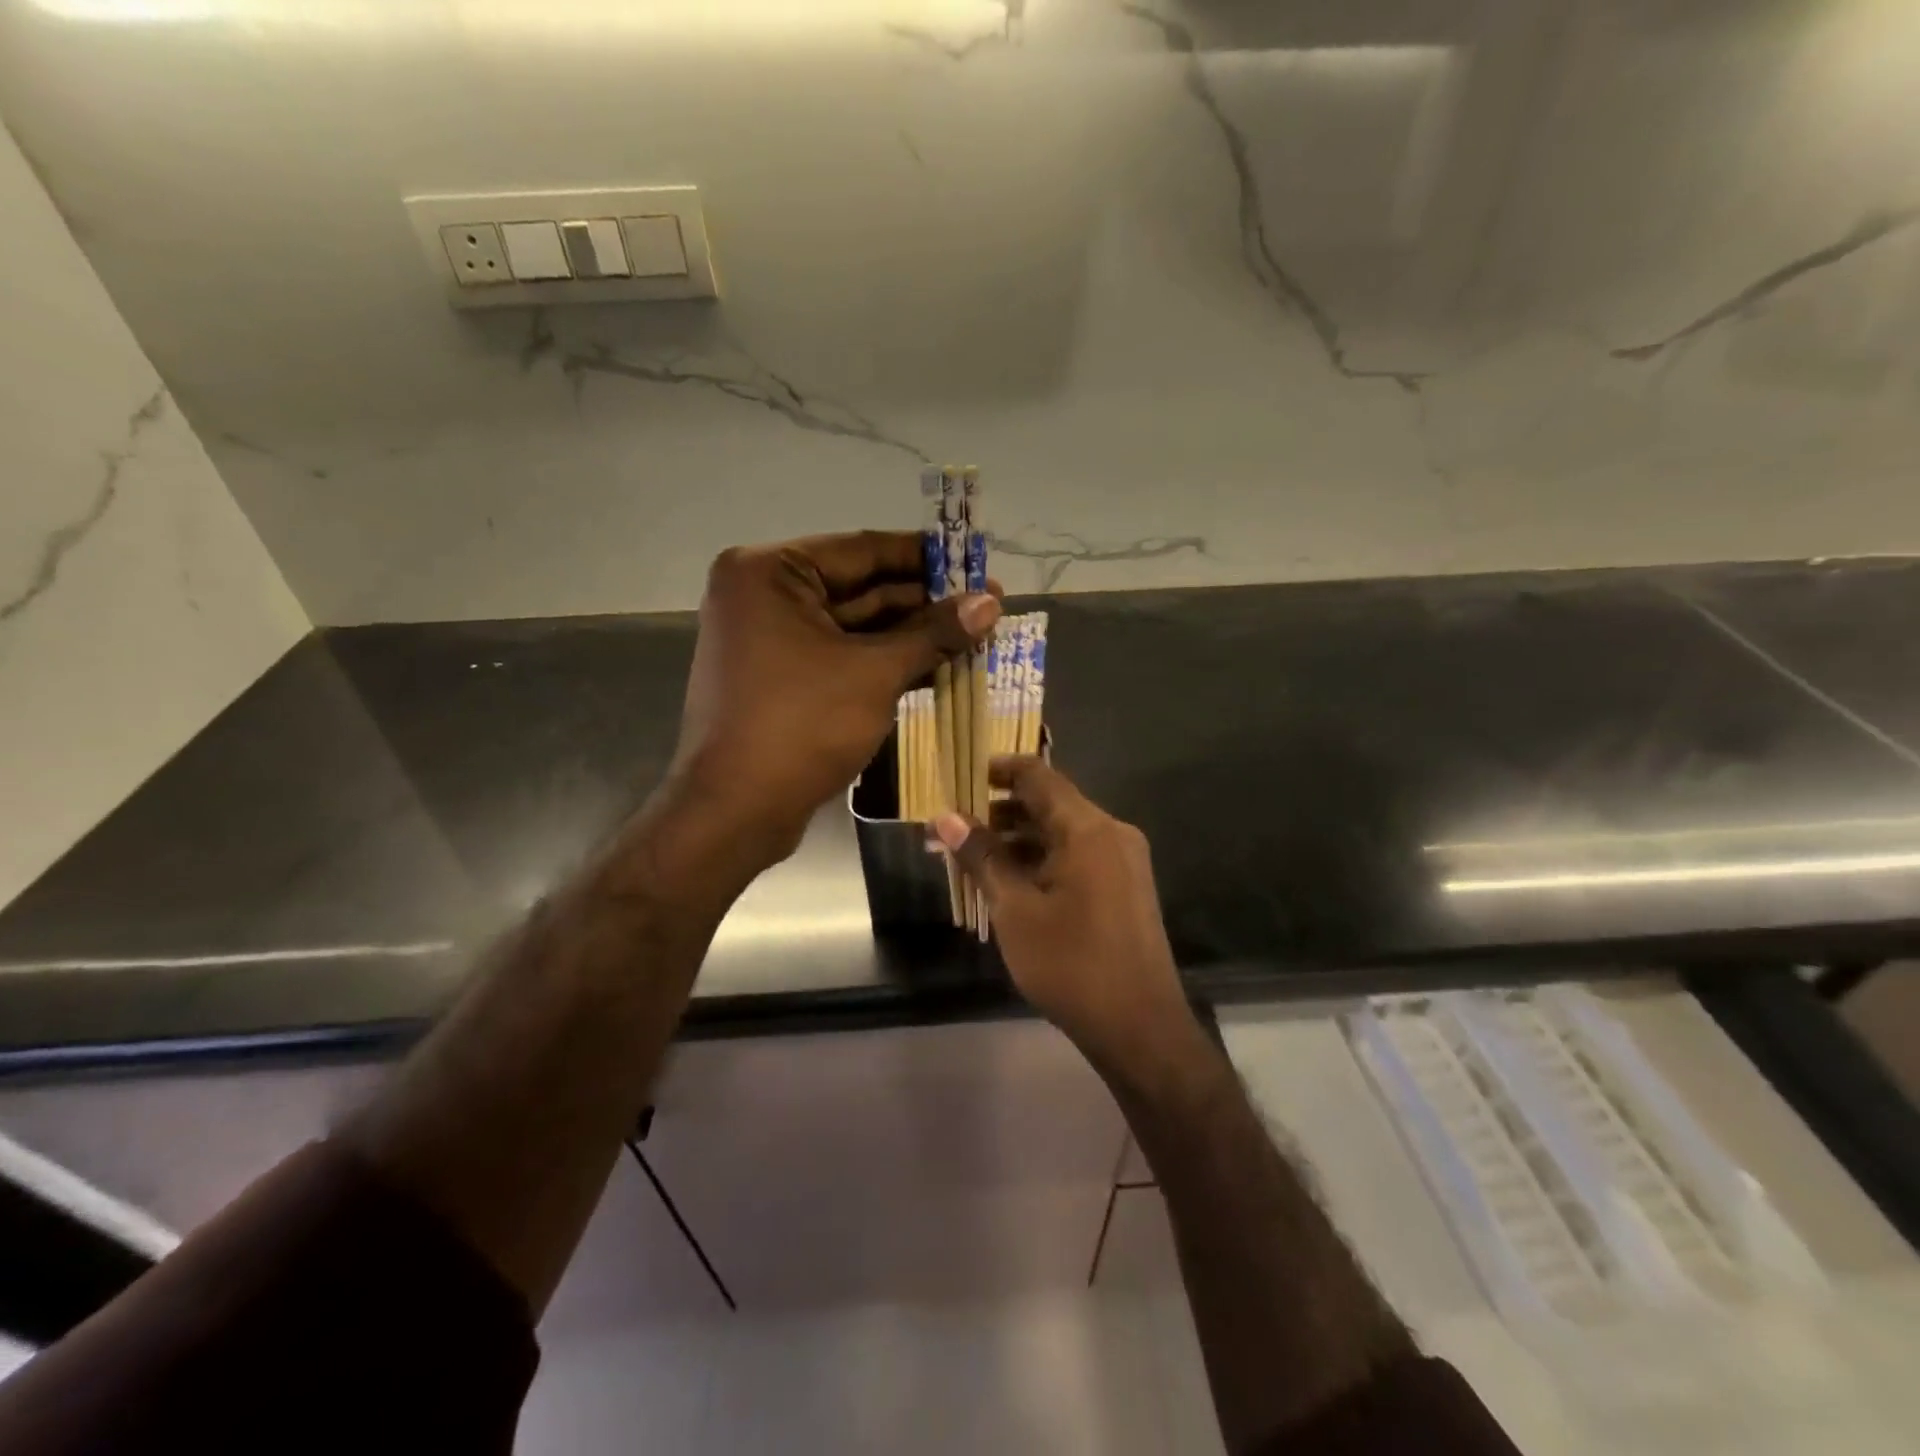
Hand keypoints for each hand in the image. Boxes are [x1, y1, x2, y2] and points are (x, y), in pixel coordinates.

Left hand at [672, 531, 999, 865]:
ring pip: (854, 625)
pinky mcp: (780, 676)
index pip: (863, 550)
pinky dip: (884, 659)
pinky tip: (938, 662)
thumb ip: (934, 633)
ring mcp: (769, 637)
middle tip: (987, 603)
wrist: (735, 811)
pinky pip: (841, 654)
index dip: (926, 558)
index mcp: (769, 572)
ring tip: (974, 633)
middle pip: (860, 587)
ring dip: (911, 632)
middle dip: (924, 600)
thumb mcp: (875, 674)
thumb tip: (991, 603)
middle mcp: (763, 594)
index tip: (976, 561)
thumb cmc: (801, 726)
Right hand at [935, 759, 1194, 1070]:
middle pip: (1050, 805)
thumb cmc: (1071, 964)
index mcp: (1089, 829)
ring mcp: (1123, 862)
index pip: (1039, 776)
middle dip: (1000, 813)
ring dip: (1018, 841)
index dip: (999, 770)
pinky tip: (1009, 884)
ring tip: (972, 860)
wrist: (1140, 1028)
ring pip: (1062, 834)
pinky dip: (1042, 862)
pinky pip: (1078, 858)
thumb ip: (982, 857)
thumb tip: (946, 817)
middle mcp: (1112, 834)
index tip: (962, 777)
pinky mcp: (1125, 889)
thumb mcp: (1015, 910)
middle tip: (955, 830)